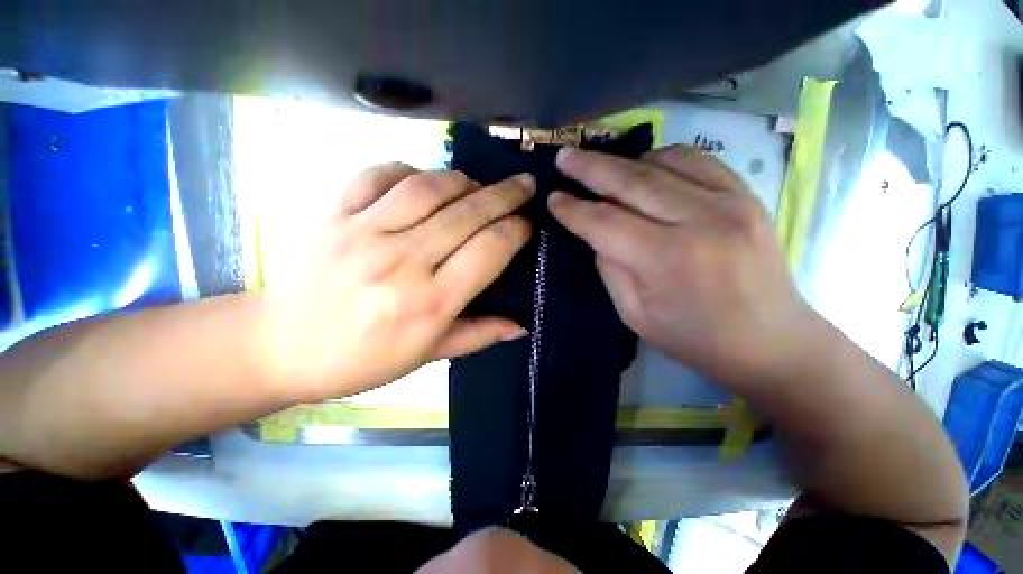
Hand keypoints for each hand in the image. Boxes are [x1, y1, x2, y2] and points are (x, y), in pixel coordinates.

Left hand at [258, 164, 532, 399]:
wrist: (281, 346)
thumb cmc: (362, 359)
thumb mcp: (427, 356)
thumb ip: (479, 335)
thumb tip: (522, 325)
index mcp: (429, 303)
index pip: (489, 250)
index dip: (516, 230)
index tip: (528, 224)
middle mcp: (402, 261)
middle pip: (467, 213)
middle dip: (506, 194)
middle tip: (525, 185)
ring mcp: (364, 232)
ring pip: (428, 187)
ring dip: (463, 180)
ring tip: (478, 186)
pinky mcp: (334, 214)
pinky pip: (379, 175)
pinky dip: (410, 170)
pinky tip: (425, 181)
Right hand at [549, 145, 818, 389]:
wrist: (771, 340)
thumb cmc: (694, 338)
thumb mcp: (635, 314)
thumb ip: (610, 267)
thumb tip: (596, 231)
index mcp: (668, 259)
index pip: (605, 222)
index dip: (573, 209)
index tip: (552, 198)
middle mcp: (700, 219)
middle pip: (631, 180)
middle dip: (590, 168)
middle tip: (563, 157)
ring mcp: (730, 200)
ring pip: (662, 161)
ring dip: (624, 163)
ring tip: (602, 168)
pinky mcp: (746, 193)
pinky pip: (696, 159)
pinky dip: (662, 159)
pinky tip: (646, 169)